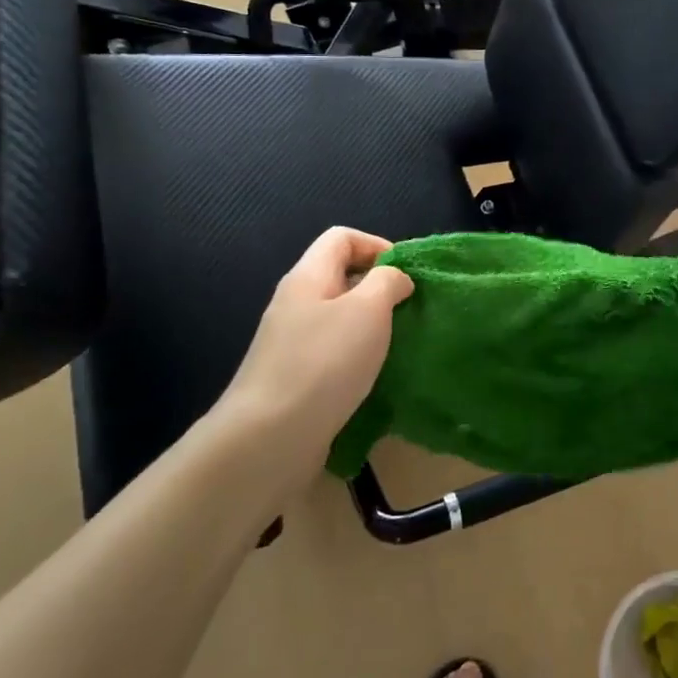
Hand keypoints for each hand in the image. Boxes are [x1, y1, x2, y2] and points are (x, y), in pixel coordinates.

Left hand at [215, 227, 412, 464]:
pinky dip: (359, 358)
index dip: (377, 246)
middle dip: (380, 289)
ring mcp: (291, 344)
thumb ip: (388, 282)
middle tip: (409, 311)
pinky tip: (376, 378)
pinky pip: (334, 354)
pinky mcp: (295, 379)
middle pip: (341, 277)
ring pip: (340, 318)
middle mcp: (295, 304)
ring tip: (399, 345)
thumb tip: (396, 278)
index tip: (406, 276)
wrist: (268, 439)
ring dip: (372, 327)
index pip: (341, 238)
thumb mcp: (368, 309)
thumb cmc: (323, 363)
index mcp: (308, 277)